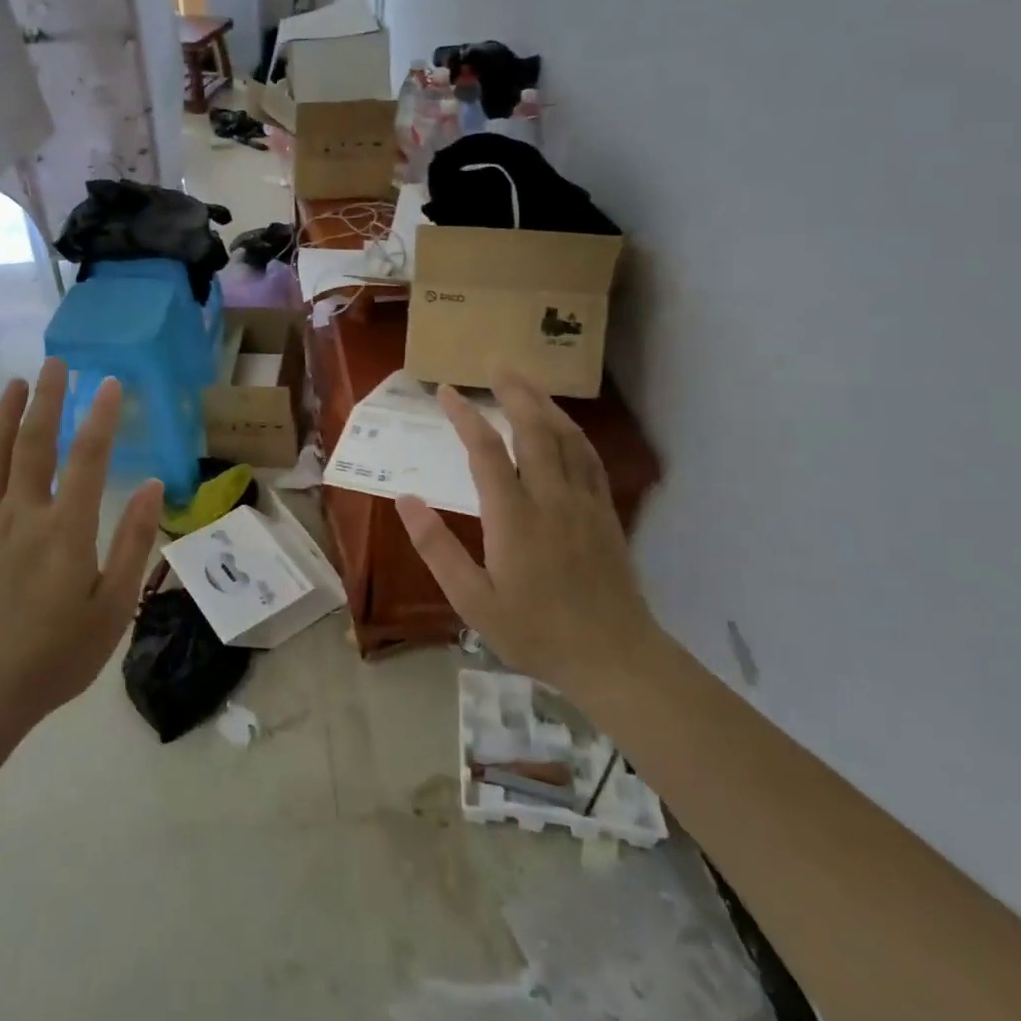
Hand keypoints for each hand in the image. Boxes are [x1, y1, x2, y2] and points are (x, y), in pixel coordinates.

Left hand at [0, 361, 162, 735]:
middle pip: (33, 444)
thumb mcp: (112, 606)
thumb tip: (151, 486)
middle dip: (47, 399)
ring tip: (15, 384)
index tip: (111, 383)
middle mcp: (22, 516)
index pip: (87, 458)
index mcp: (64, 531)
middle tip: (56, 363)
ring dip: (4, 416)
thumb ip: (132, 542)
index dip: (101, 417)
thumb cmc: (57, 654)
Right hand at [395, 372, 655, 696]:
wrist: (614, 657)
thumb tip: (406, 501)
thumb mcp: (473, 601)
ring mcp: (583, 502)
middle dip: (514, 392)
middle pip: (534, 430)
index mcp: (514, 518)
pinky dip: (573, 431)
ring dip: (545, 403)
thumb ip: (437, 548)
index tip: (446, 390)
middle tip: (497, 363)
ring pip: (566, 437)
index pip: (486, 452)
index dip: (465, 416)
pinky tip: (565, 425)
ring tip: (526, 381)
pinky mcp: (604, 512)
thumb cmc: (535, 632)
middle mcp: (551, 498)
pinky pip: (589, 458)